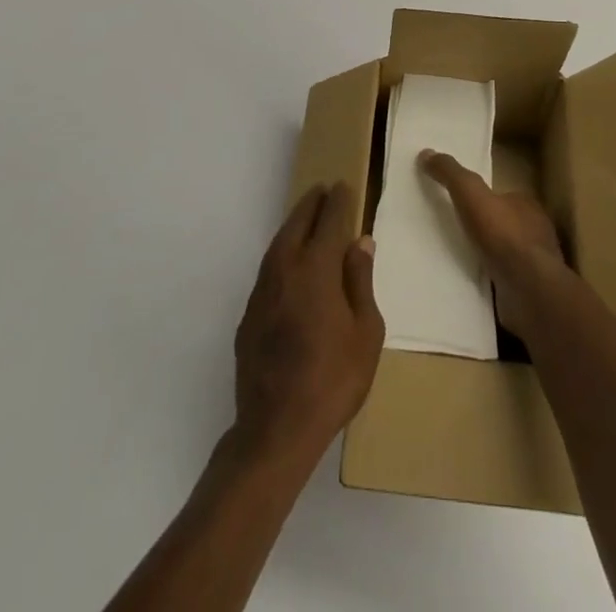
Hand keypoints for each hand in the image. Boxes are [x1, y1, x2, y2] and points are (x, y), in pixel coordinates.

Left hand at [231, 182, 383, 467]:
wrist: (276, 429)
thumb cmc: (333, 380)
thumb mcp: (366, 333)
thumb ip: (361, 282)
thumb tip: (359, 242)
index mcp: (316, 269)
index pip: (328, 222)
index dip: (337, 201)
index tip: (342, 186)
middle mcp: (285, 270)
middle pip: (297, 225)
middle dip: (311, 205)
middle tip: (322, 191)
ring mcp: (262, 292)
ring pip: (278, 244)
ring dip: (293, 226)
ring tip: (306, 218)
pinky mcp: (249, 315)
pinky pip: (268, 269)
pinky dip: (282, 254)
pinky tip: (290, 264)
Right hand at [418, 150, 567, 339]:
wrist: (528, 290)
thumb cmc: (503, 234)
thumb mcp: (470, 193)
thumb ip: (451, 173)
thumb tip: (426, 153)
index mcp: (526, 205)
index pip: (502, 197)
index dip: (482, 199)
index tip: (460, 205)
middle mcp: (535, 232)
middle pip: (504, 225)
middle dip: (483, 229)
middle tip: (453, 234)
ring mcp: (534, 265)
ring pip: (504, 255)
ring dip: (485, 257)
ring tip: (456, 260)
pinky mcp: (528, 292)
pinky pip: (503, 282)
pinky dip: (488, 282)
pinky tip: (469, 285)